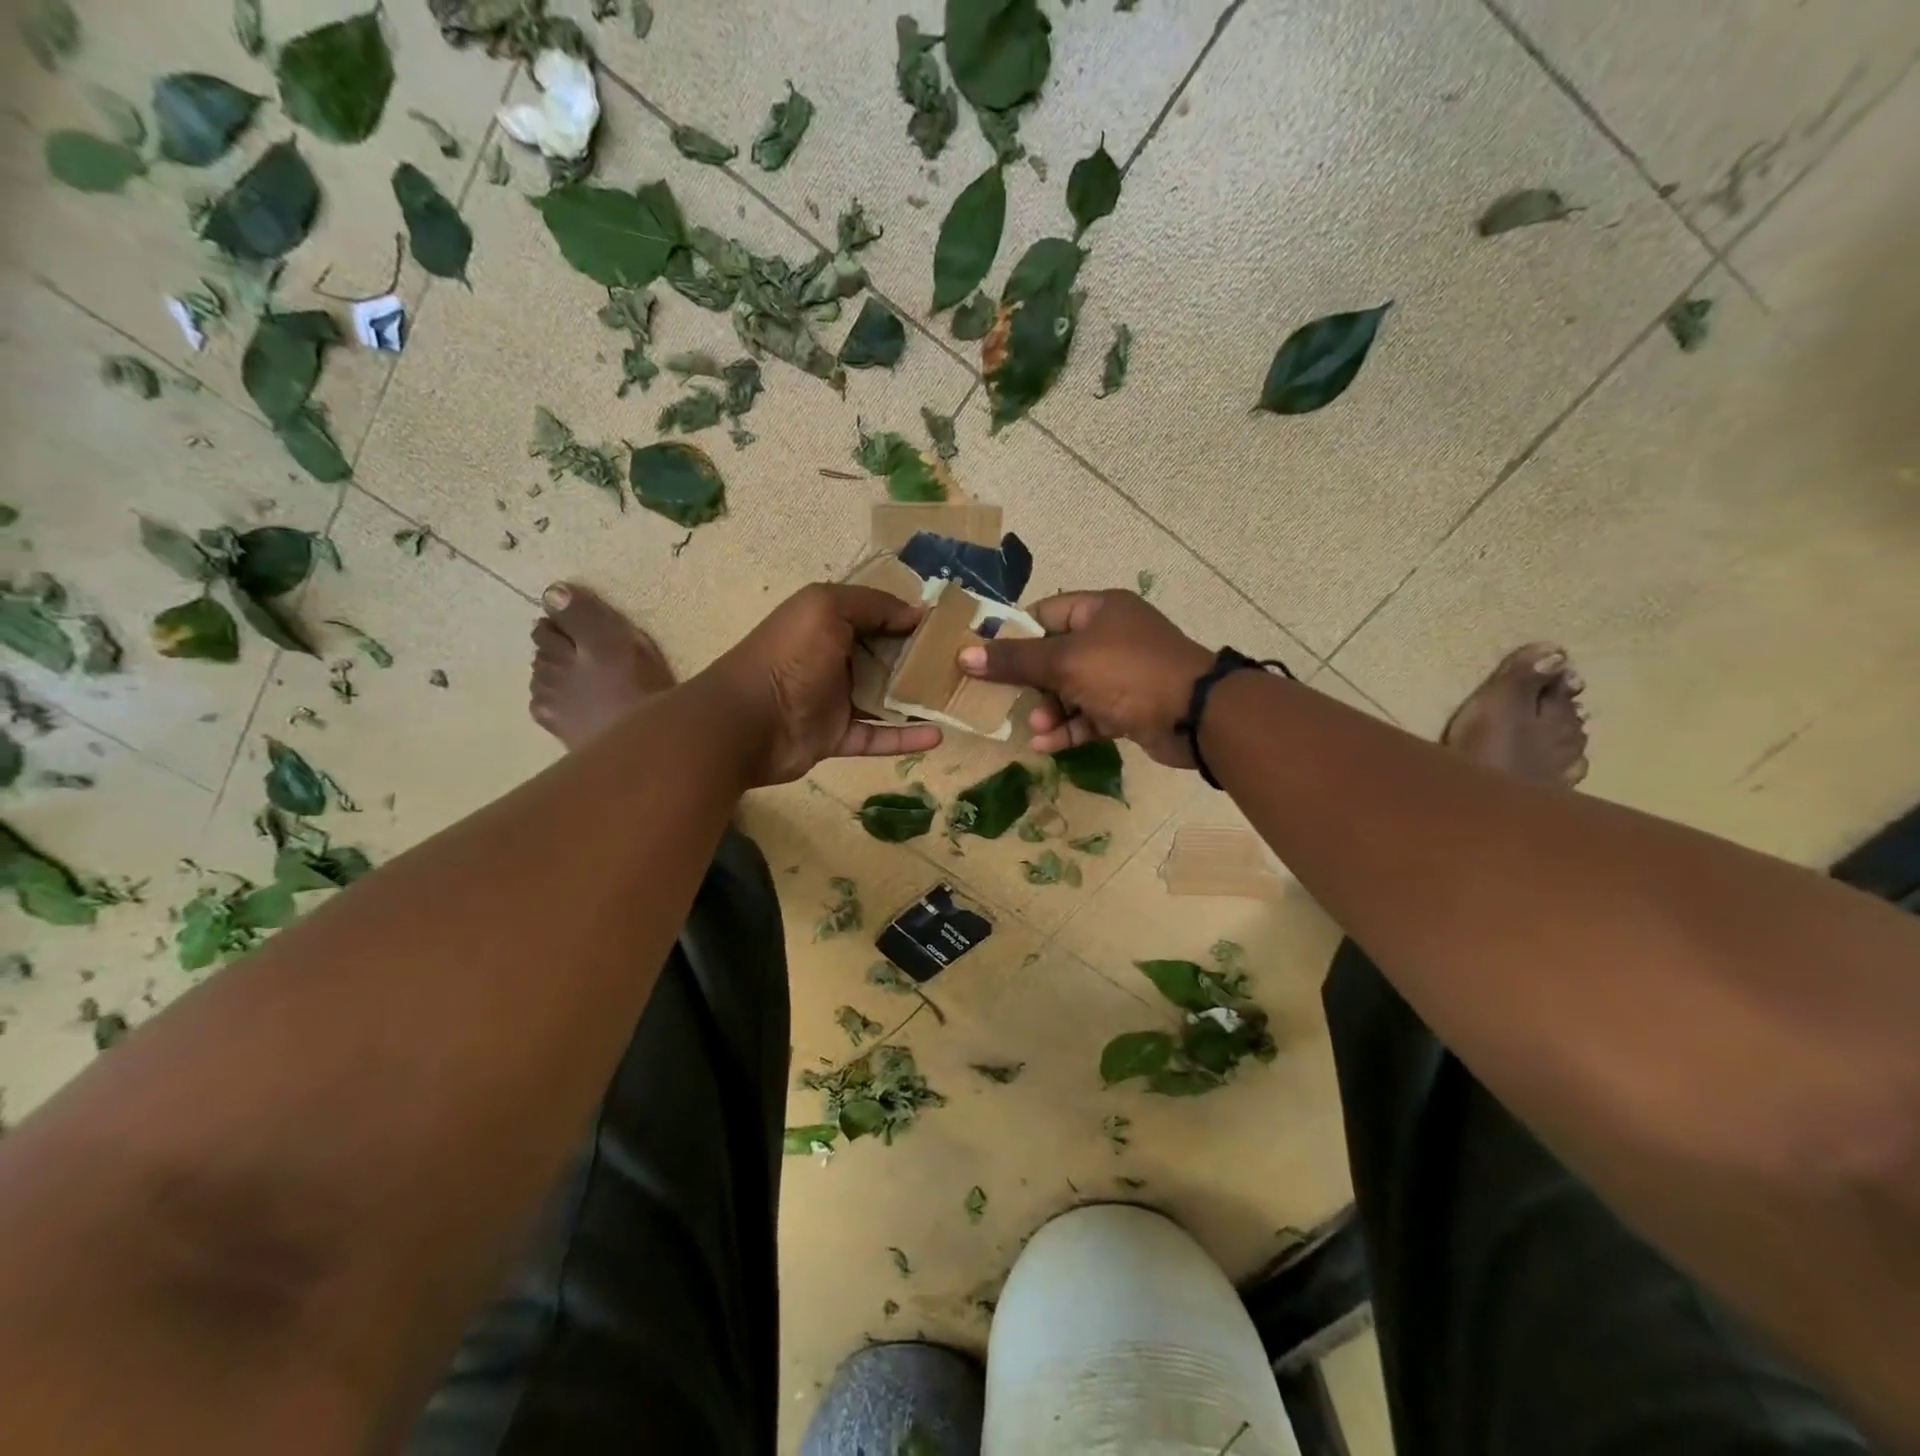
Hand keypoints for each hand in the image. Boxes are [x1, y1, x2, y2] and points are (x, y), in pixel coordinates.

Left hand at [700, 584, 943, 785]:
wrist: (746, 722)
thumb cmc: (788, 656)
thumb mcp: (826, 608)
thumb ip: (872, 604)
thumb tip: (917, 612)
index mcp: (828, 623)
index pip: (877, 616)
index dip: (909, 619)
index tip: (950, 625)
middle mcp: (834, 659)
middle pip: (885, 658)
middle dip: (920, 660)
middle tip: (962, 664)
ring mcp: (835, 701)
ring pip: (885, 699)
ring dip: (917, 699)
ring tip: (957, 699)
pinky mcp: (836, 738)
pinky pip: (877, 737)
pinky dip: (905, 737)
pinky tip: (938, 736)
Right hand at [957, 590, 1213, 766]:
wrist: (1195, 716)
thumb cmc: (1126, 673)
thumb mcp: (1065, 663)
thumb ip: (1015, 660)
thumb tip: (963, 654)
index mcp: (1099, 610)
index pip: (1044, 614)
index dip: (1013, 635)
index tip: (985, 659)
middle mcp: (1111, 637)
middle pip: (1055, 656)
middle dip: (1031, 682)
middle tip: (1005, 700)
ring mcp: (1122, 674)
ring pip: (1071, 690)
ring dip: (1049, 710)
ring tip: (1035, 729)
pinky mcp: (1130, 707)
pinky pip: (1090, 715)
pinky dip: (1070, 728)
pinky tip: (1048, 745)